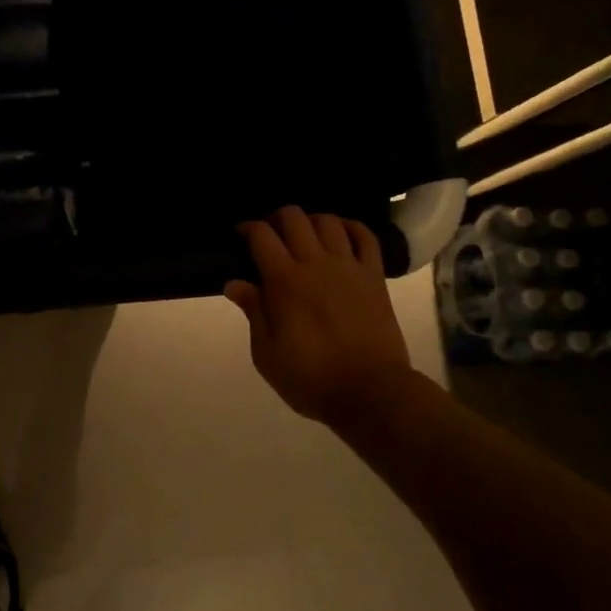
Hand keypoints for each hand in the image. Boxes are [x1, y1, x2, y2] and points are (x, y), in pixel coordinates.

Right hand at [226, 207, 412, 424]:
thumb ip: (253, 312)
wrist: (370, 391)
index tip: (240, 236)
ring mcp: (349, 267)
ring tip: (304, 236)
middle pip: (294, 218)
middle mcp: (316, 264)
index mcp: (284, 282)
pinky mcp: (375, 276)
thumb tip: (234, 283)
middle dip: (277, 219)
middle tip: (270, 236)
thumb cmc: (310, 378)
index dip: (247, 228)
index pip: (261, 236)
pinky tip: (341, 234)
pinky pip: (366, 237)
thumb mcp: (267, 354)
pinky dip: (351, 227)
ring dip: (311, 221)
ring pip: (329, 222)